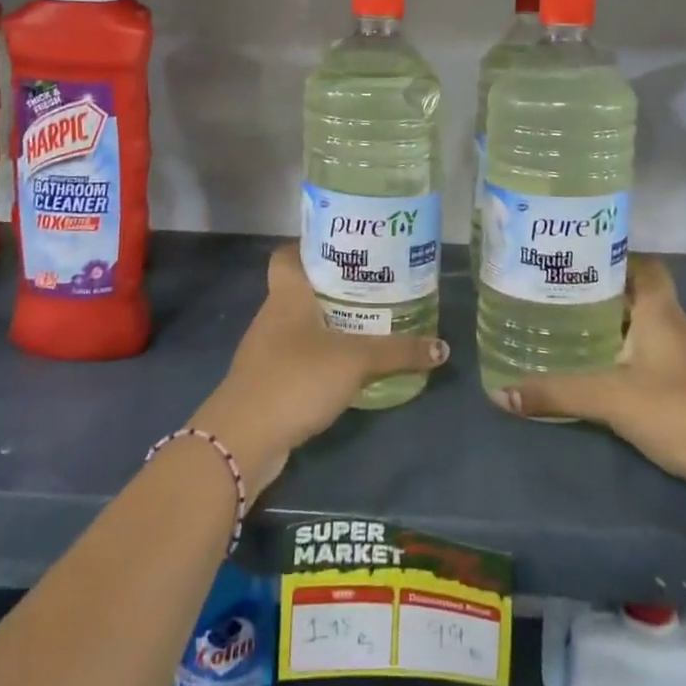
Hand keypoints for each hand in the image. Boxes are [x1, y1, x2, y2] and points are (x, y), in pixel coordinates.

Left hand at [188, 246, 446, 494]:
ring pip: (301, 325)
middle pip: (301, 288)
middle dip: (334, 287)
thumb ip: (398, 352)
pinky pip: (299, 357)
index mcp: (287, 295)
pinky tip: (348, 367)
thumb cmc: (296, 378)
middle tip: (374, 285)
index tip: (344, 248)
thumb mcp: (355, 360)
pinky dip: (322, 357)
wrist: (244, 439)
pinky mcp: (269, 382)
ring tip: (369, 323)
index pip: (287, 255)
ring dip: (329, 324)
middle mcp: (273, 316)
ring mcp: (267, 351)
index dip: (310, 246)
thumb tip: (442, 347)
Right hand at [488, 256, 685, 496]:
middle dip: (601, 293)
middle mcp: (675, 325)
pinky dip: (625, 355)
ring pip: (644, 327)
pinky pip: (651, 355)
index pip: (644, 266)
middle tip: (558, 294)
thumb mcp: (610, 399)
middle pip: (638, 295)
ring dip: (613, 325)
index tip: (577, 260)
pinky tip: (601, 370)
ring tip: (569, 327)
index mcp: (660, 311)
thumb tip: (500, 392)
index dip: (615, 257)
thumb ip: (557, 393)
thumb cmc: (678, 409)